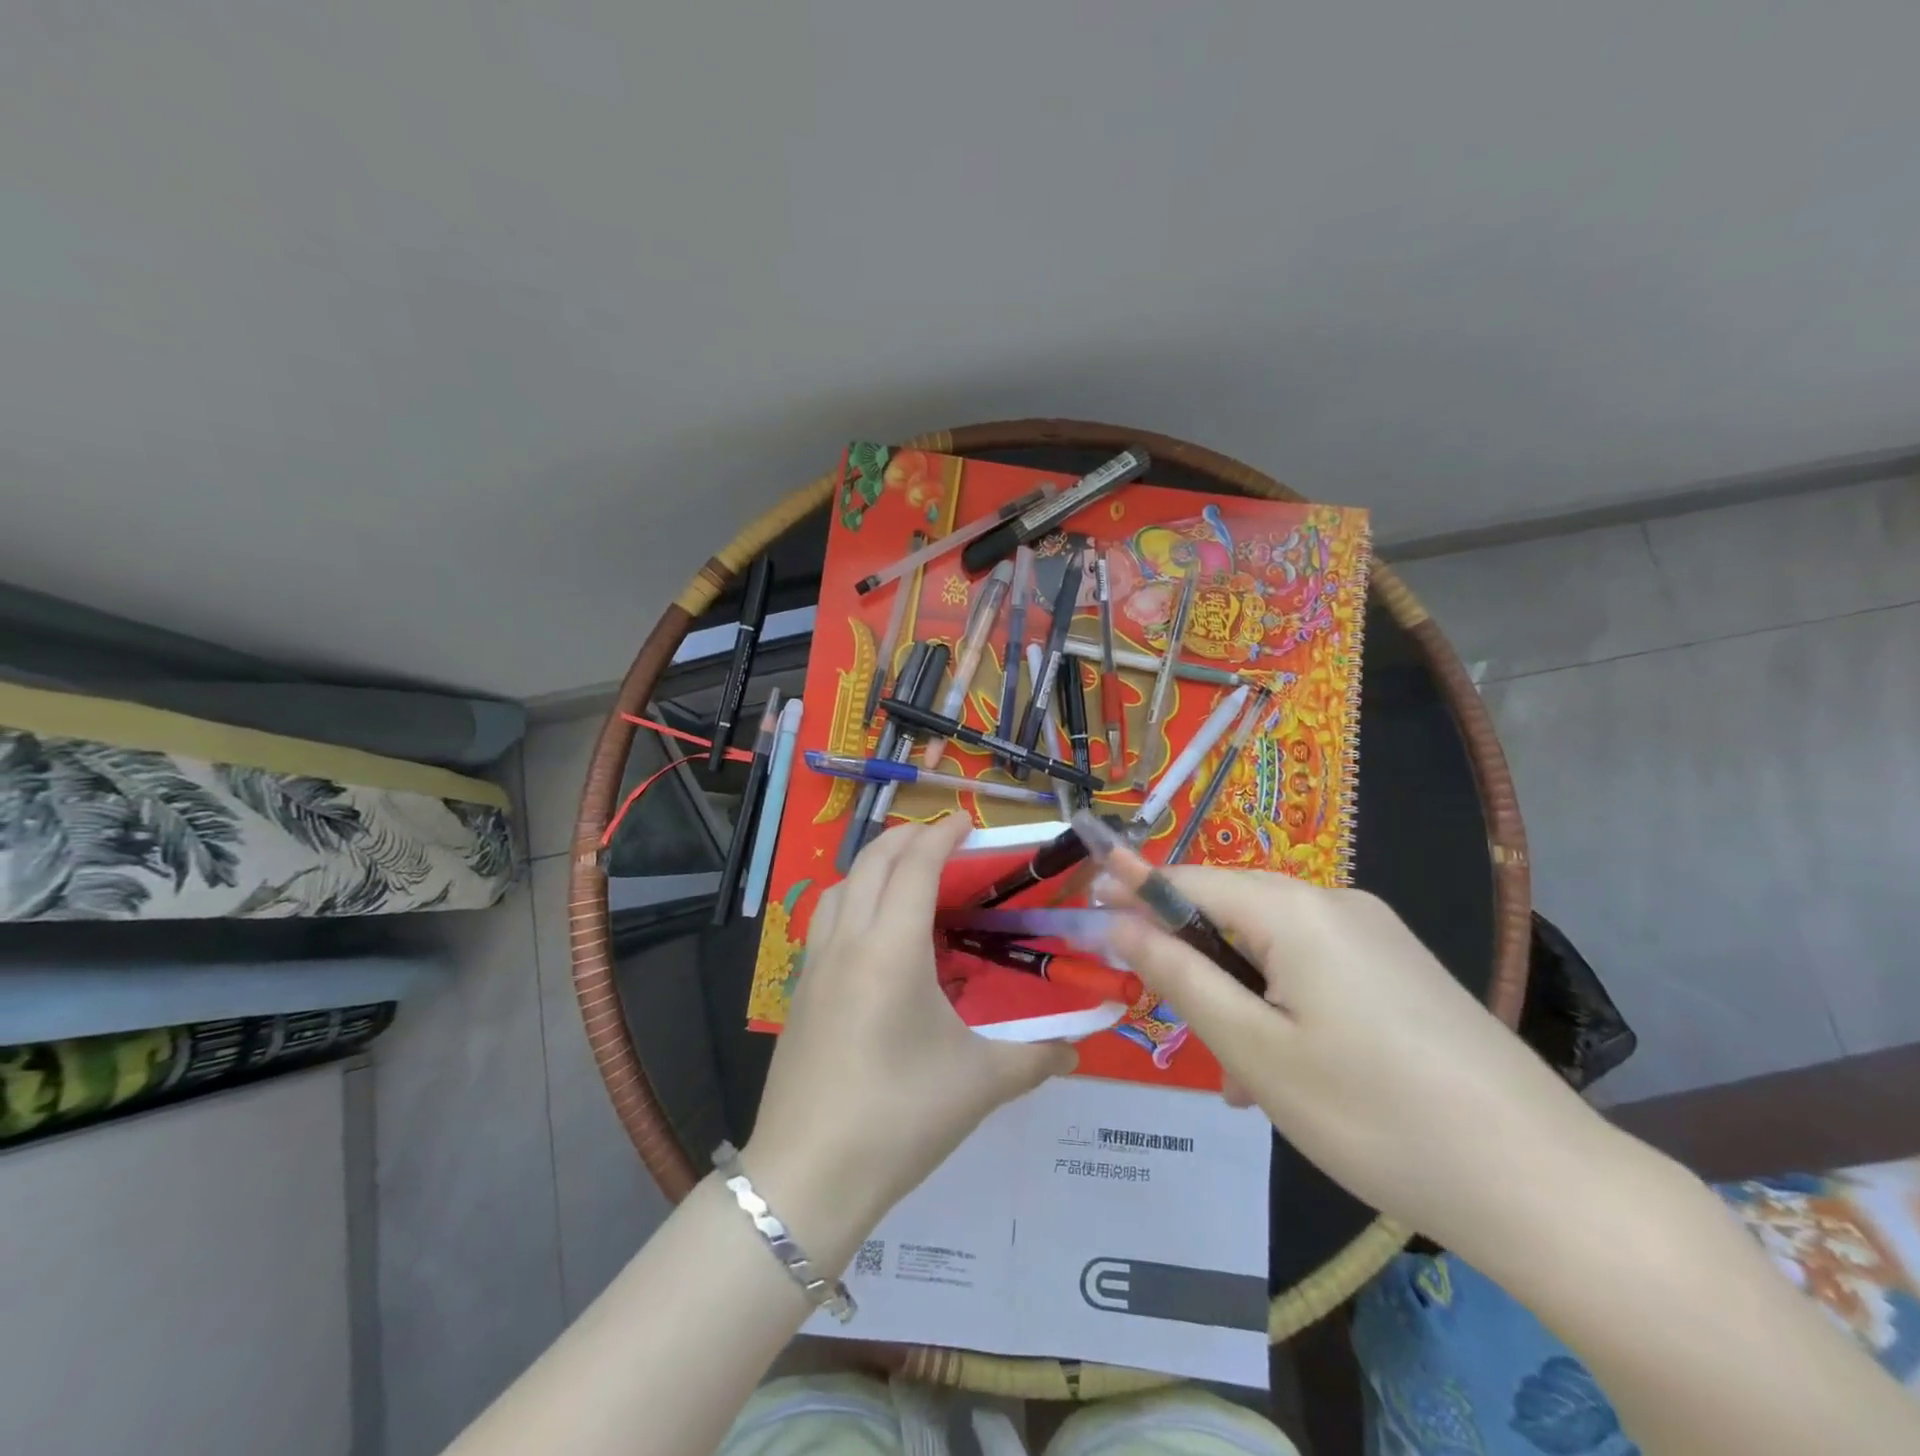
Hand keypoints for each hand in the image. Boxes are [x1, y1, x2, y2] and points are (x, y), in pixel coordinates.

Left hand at [744, 816, 1075, 1252]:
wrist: (808, 1177)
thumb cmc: (899, 1117)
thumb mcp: (980, 1084)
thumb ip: (1036, 1056)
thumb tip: (1079, 1046)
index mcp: (891, 949)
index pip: (915, 867)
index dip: (942, 835)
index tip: (968, 821)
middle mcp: (847, 942)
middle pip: (870, 863)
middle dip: (906, 838)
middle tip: (942, 838)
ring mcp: (814, 966)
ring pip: (838, 887)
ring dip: (872, 866)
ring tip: (905, 877)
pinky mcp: (799, 993)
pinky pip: (824, 921)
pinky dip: (850, 900)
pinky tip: (872, 935)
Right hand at [1104, 869, 1611, 1260]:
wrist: (1546, 1185)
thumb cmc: (1375, 1114)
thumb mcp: (1255, 1050)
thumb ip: (1178, 975)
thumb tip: (1119, 921)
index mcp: (1296, 909)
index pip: (1189, 880)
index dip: (1134, 890)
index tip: (1088, 905)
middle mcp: (1337, 904)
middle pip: (1232, 915)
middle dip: (1194, 964)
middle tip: (1176, 1030)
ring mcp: (1377, 936)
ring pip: (1274, 950)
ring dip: (1241, 998)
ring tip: (1243, 1080)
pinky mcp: (1402, 971)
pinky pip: (1316, 970)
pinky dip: (1284, 1006)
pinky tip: (1294, 1072)